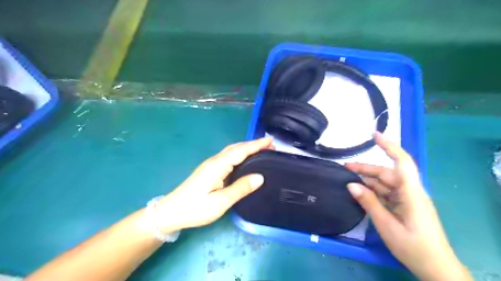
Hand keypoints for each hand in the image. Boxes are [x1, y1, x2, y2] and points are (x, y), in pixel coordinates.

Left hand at [155, 137, 272, 232]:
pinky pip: (228, 157)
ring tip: (262, 150)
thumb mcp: (220, 202)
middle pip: (236, 148)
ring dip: (247, 148)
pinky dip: (240, 154)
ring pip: (232, 151)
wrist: (171, 212)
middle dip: (253, 144)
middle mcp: (215, 161)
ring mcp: (211, 165)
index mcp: (218, 166)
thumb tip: (260, 177)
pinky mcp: (209, 170)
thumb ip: (240, 188)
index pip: (241, 151)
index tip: (271, 140)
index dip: (256, 145)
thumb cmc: (195, 208)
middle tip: (270, 145)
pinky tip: (245, 160)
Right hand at [347, 131, 472, 280]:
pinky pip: (387, 193)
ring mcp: (408, 199)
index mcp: (411, 193)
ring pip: (385, 183)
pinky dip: (373, 191)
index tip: (374, 135)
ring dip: (368, 180)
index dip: (389, 146)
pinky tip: (360, 192)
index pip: (401, 162)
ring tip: (348, 179)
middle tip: (344, 167)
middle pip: (387, 173)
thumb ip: (369, 202)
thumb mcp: (386, 225)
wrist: (436, 268)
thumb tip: (351, 185)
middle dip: (366, 168)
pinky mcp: (405, 206)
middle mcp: (411, 191)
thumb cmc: (413, 247)